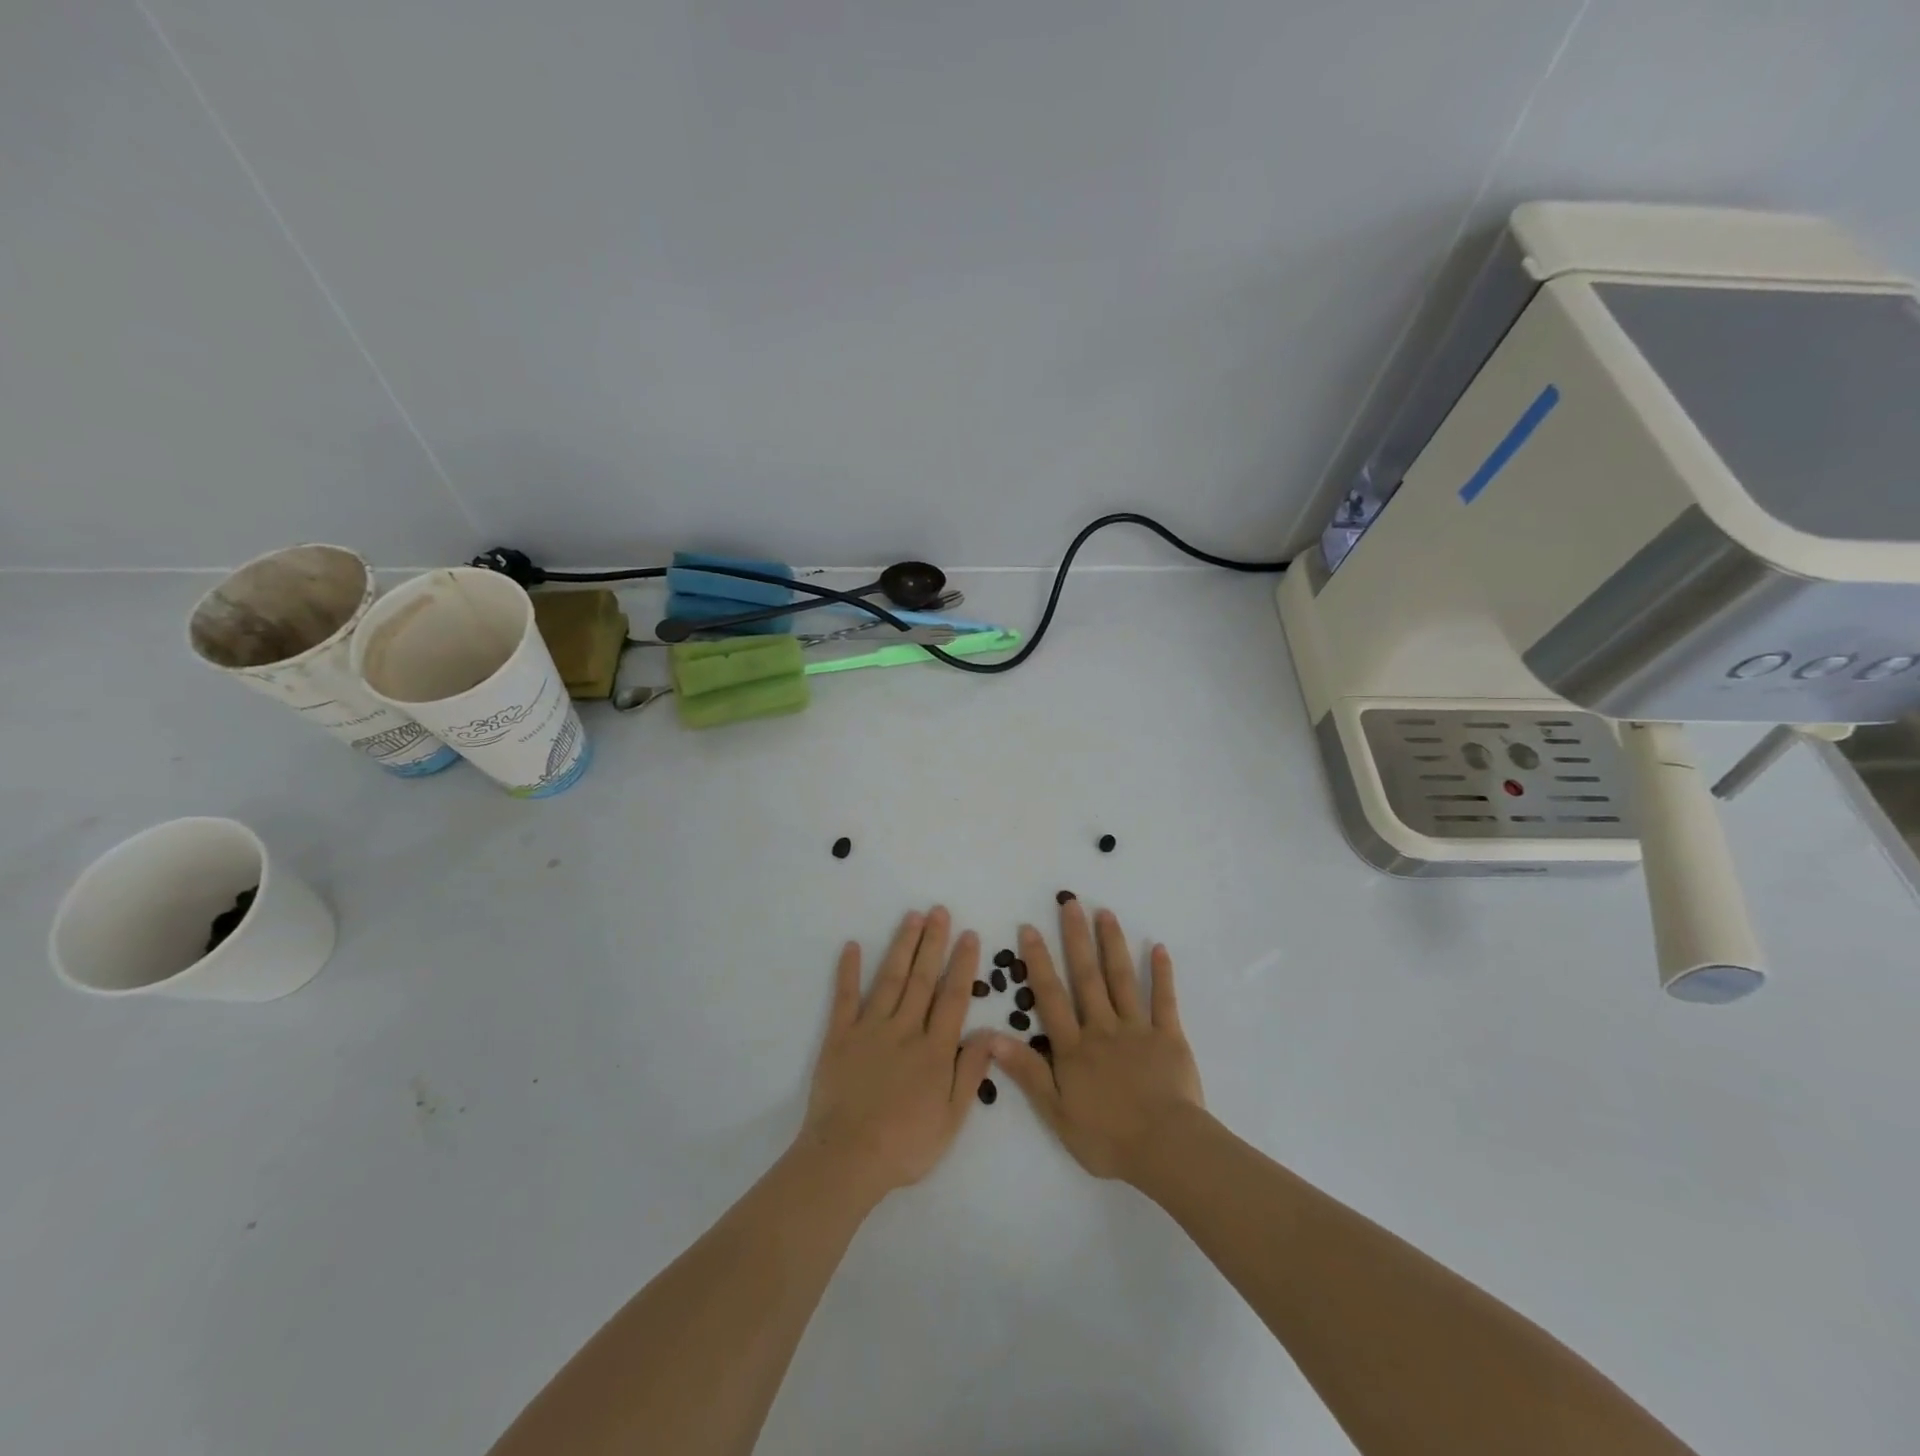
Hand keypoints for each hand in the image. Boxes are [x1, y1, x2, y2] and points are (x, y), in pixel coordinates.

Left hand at [797, 907, 993, 1196]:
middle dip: (933, 943)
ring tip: (912, 917)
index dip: (962, 965)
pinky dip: (849, 971)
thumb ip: (971, 1073)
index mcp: (935, 1050)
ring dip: (903, 946)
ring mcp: (870, 1029)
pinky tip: (853, 946)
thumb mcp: (952, 1119)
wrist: (848, 1158)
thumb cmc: (906, 1146)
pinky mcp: (840, 1036)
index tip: (968, 935)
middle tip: (939, 911)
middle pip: (923, 979)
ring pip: (891, 979)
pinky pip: (845, 997)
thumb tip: (990, 1033)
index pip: (953, 997)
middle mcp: (905, 1029)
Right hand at [989, 900, 1204, 1182]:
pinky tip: (1158, 947)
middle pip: (1086, 976)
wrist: (1165, 1149)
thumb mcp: (1056, 1112)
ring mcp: (1137, 1029)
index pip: (1051, 996)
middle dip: (1076, 938)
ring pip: (1122, 979)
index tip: (1029, 927)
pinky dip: (1162, 973)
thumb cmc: (1107, 1137)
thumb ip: (1026, 1072)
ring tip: (1105, 912)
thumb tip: (990, 1036)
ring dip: (1112, 944)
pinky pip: (1164, 1000)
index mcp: (1074, 1047)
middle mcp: (1102, 1028)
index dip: (1038, 961)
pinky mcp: (1169, 1037)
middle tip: (1070, 902)